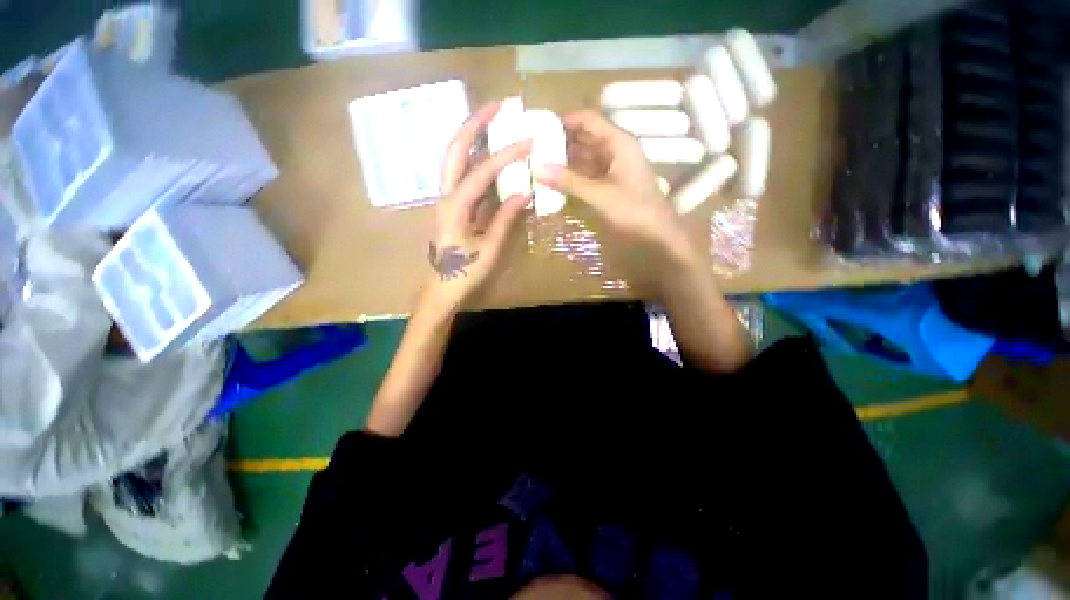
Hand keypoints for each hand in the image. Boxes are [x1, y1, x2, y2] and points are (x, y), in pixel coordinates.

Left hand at [425, 103, 532, 310]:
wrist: (442, 286)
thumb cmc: (465, 271)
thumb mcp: (490, 247)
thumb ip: (505, 218)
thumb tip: (524, 192)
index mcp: (455, 206)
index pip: (481, 171)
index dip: (506, 155)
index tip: (528, 142)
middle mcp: (446, 194)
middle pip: (455, 149)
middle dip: (475, 123)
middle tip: (499, 106)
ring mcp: (446, 197)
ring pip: (455, 157)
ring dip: (472, 135)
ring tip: (494, 119)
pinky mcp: (452, 203)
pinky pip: (462, 173)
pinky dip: (475, 157)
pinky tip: (490, 152)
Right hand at [534, 110, 699, 297]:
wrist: (658, 235)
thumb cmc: (634, 211)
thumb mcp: (600, 195)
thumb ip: (570, 182)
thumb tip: (538, 168)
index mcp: (618, 143)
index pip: (588, 120)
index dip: (564, 121)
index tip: (539, 127)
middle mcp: (615, 151)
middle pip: (585, 138)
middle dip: (561, 141)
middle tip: (533, 148)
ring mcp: (613, 169)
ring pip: (585, 158)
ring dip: (565, 160)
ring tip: (539, 163)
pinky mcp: (610, 186)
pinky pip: (588, 175)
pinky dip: (573, 177)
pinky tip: (556, 181)